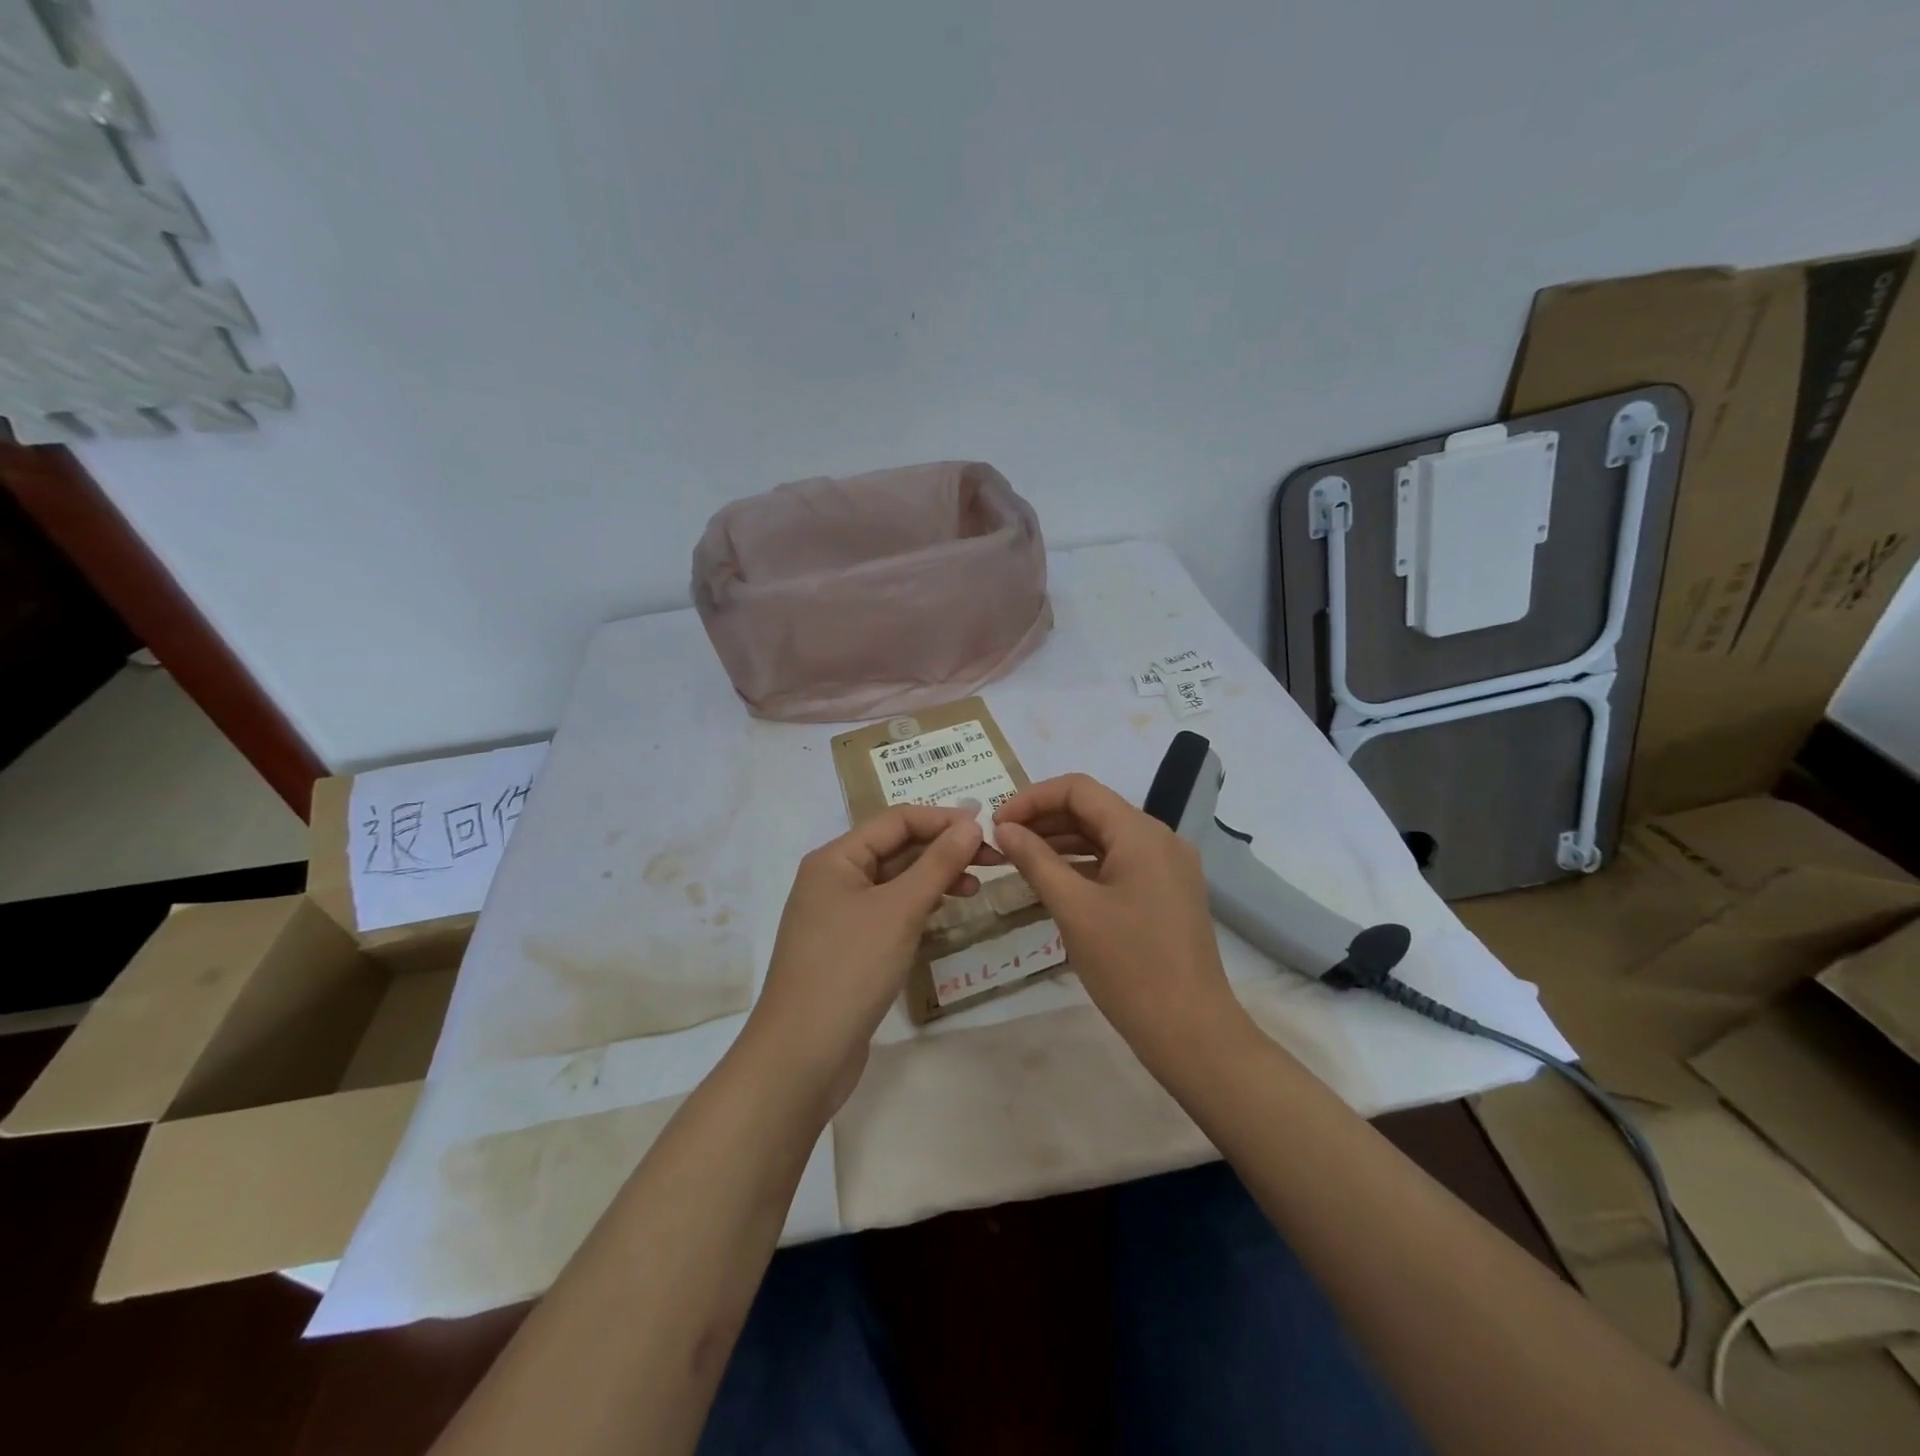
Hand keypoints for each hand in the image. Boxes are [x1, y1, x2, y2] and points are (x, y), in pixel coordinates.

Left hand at [743, 804, 985, 1108]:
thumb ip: (937, 863)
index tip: (988, 829)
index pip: (896, 820)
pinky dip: (918, 906)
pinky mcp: (847, 947)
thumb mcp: (899, 910)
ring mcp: (838, 915)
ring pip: (894, 881)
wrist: (802, 1054)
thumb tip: (971, 823)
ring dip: (934, 878)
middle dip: (942, 849)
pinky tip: (944, 914)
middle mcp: (833, 879)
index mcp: (835, 858)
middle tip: (993, 859)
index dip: (943, 819)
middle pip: (895, 848)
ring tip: (975, 889)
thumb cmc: (850, 969)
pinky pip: (889, 911)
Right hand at [993, 774, 1247, 1068]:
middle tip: (1002, 841)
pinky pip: (1119, 861)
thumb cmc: (1129, 966)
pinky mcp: (1167, 891)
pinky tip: (1054, 881)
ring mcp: (1167, 866)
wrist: (1191, 1031)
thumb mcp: (1073, 909)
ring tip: (1019, 859)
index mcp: (1140, 833)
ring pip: (1105, 836)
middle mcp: (1159, 838)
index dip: (1032, 798)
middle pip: (1093, 809)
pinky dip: (1084, 864)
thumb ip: (1035, 860)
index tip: (998, 823)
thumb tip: (1004, 828)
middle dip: (1044, 819)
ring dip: (1061, 841)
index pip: (1078, 789)